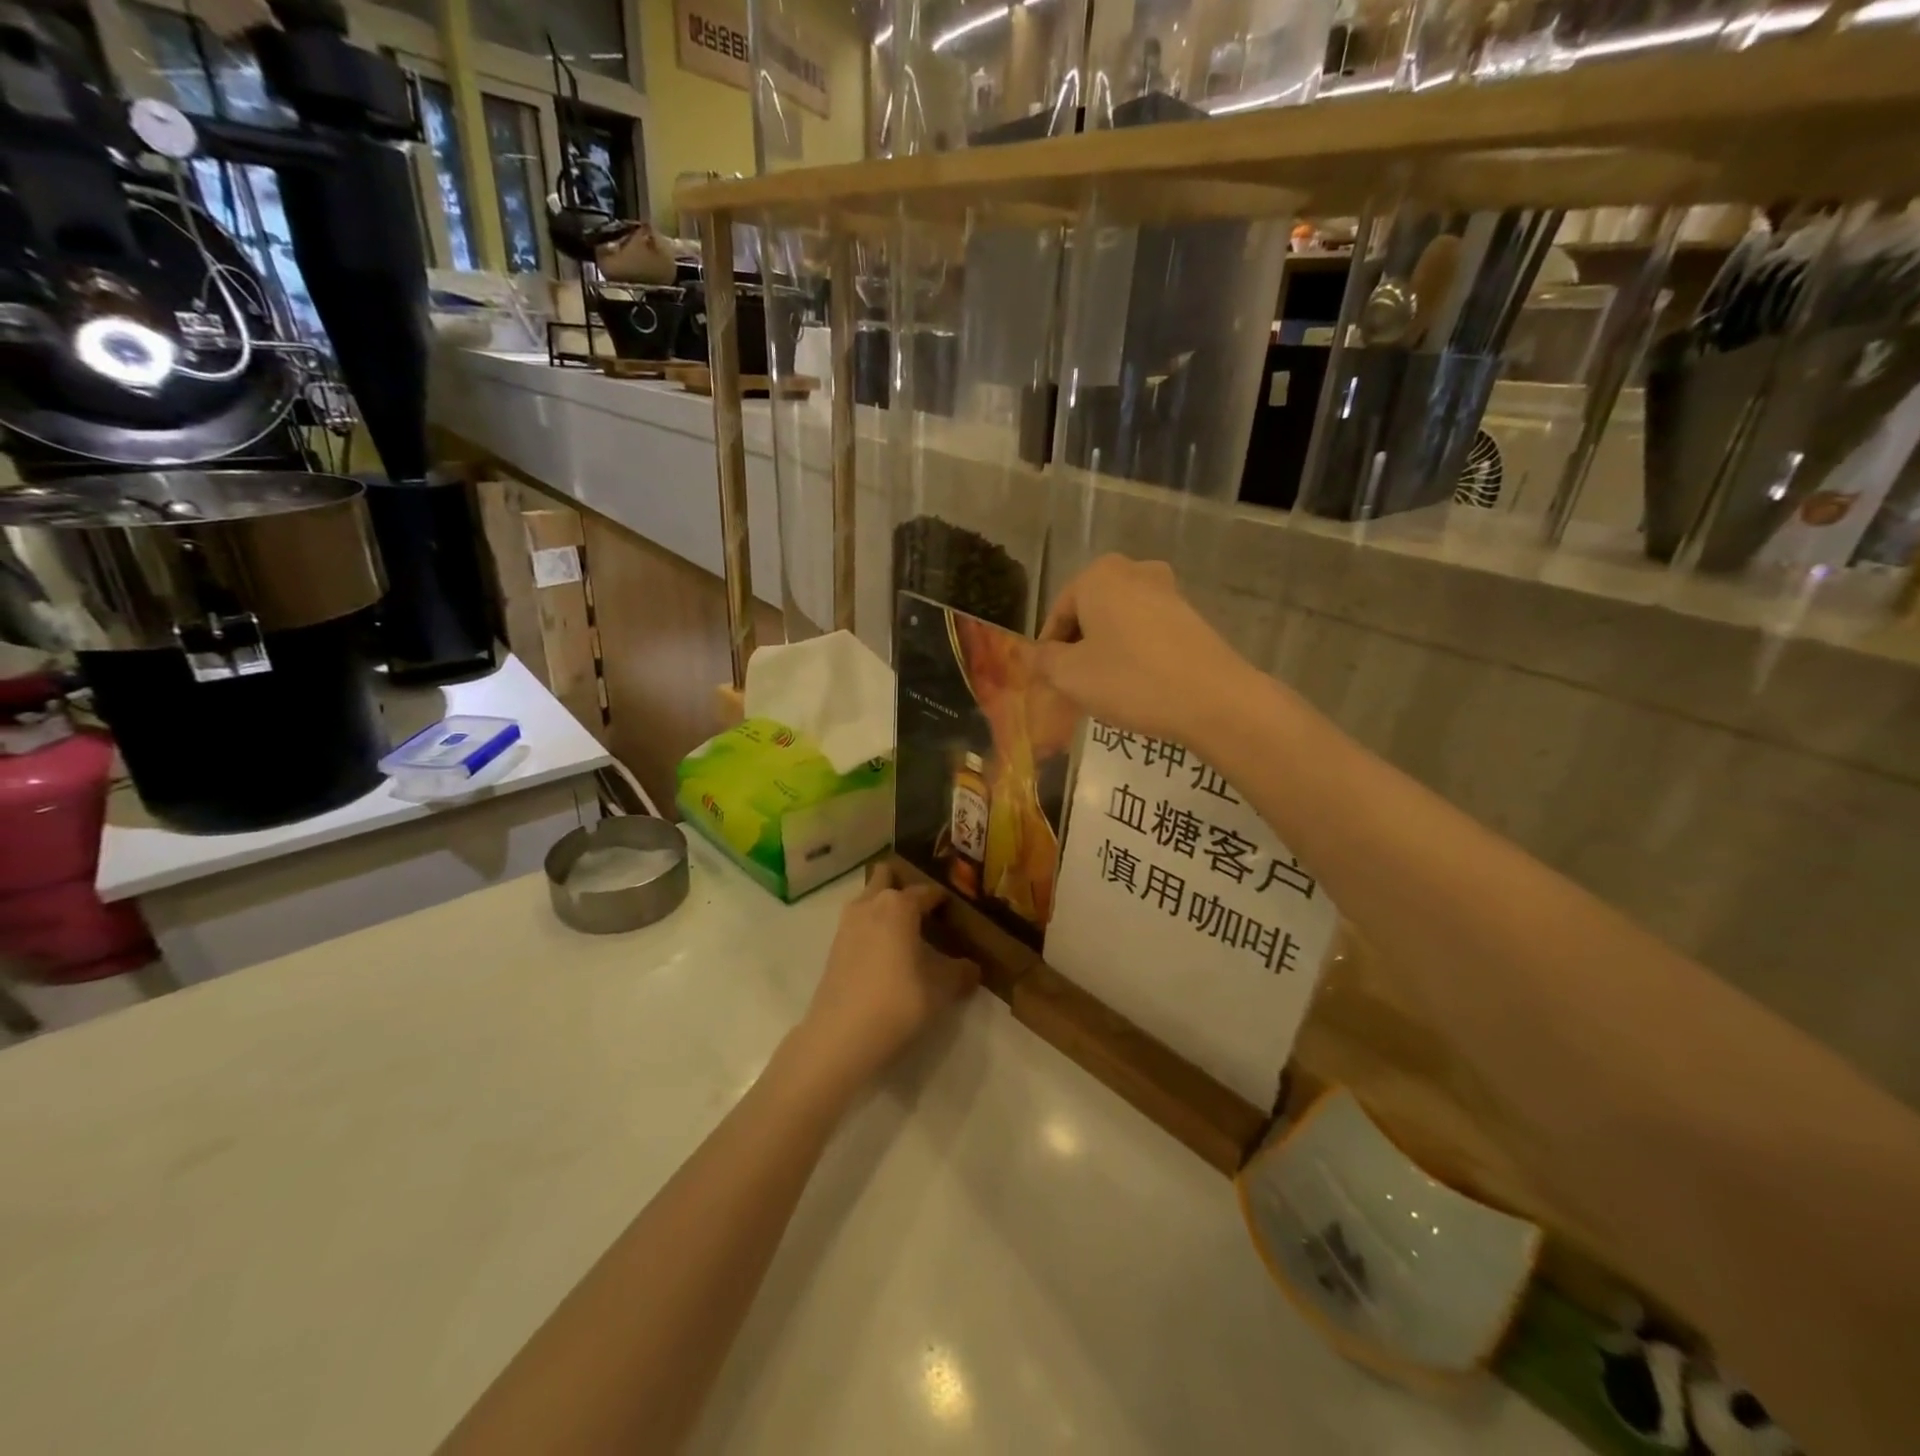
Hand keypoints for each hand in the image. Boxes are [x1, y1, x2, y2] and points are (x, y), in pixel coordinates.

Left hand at [791, 862, 978, 1092]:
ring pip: (868, 899)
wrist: (841, 1036)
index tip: (955, 911)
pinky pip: (858, 923)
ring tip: (906, 933)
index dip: (943, 900)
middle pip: (886, 877)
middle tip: (924, 911)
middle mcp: (871, 904)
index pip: (927, 891)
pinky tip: (886, 954)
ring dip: (884, 907)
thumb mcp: (941, 989)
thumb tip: (972, 967)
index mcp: (899, 905)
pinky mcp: (834, 947)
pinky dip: (871, 928)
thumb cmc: (899, 1001)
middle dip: (903, 886)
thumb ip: (960, 973)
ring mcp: (847, 924)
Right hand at [1035, 555, 1257, 752]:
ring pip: (1119, 623)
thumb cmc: (1130, 680)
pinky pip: (1147, 632)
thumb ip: (1043, 661)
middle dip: (1078, 648)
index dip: (1048, 651)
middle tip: (1075, 686)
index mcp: (1098, 575)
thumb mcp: (1070, 676)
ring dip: (1107, 651)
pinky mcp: (1191, 615)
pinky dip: (1135, 653)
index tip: (1050, 682)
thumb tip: (1033, 655)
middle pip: (1089, 614)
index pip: (1057, 614)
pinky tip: (1138, 685)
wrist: (1213, 699)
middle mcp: (1133, 570)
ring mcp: (1167, 591)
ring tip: (1106, 689)